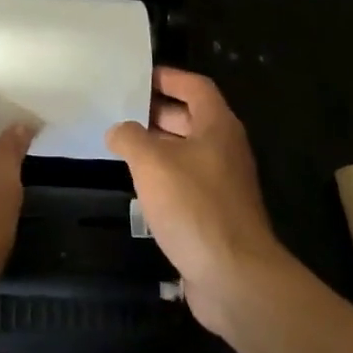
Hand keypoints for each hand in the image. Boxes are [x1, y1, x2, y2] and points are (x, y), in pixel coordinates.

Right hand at [108, 68, 288, 340]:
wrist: (234, 277)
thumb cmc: (194, 207)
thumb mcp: (152, 163)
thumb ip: (130, 138)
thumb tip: (118, 130)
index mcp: (218, 126)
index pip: (195, 87)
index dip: (168, 78)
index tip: (138, 76)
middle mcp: (224, 149)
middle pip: (191, 118)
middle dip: (157, 111)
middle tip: (120, 108)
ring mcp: (222, 183)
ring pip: (186, 151)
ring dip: (157, 146)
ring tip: (121, 143)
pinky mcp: (215, 213)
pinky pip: (186, 181)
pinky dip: (163, 176)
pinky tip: (138, 184)